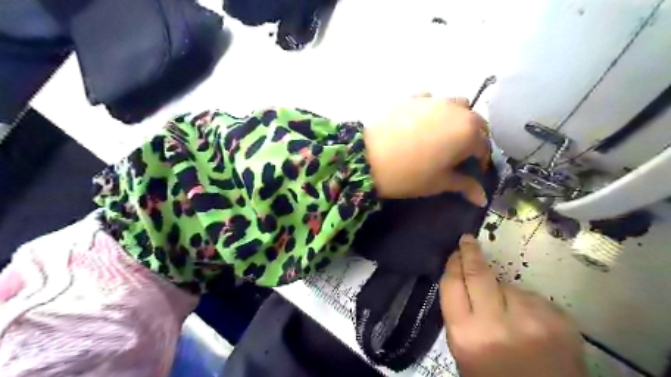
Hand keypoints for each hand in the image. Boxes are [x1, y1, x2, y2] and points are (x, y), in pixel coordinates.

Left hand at [364, 96, 491, 204]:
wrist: (368, 159)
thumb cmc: (410, 175)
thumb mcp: (439, 183)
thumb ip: (464, 186)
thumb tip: (483, 198)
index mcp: (468, 131)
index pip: (484, 147)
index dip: (480, 161)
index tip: (472, 171)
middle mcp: (456, 109)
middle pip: (474, 122)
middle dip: (472, 137)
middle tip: (459, 153)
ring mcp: (433, 99)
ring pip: (455, 105)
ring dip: (456, 118)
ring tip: (442, 135)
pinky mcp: (411, 97)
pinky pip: (429, 99)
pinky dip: (431, 109)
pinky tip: (419, 122)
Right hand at [438, 236, 585, 375]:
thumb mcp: (464, 352)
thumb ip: (461, 316)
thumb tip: (463, 282)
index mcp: (466, 334)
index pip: (453, 284)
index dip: (453, 264)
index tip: (455, 252)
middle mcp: (496, 323)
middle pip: (479, 273)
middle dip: (470, 252)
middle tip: (467, 240)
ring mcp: (531, 320)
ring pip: (509, 286)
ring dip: (504, 293)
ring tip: (509, 316)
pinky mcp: (560, 321)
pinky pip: (534, 299)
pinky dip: (528, 306)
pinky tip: (531, 326)